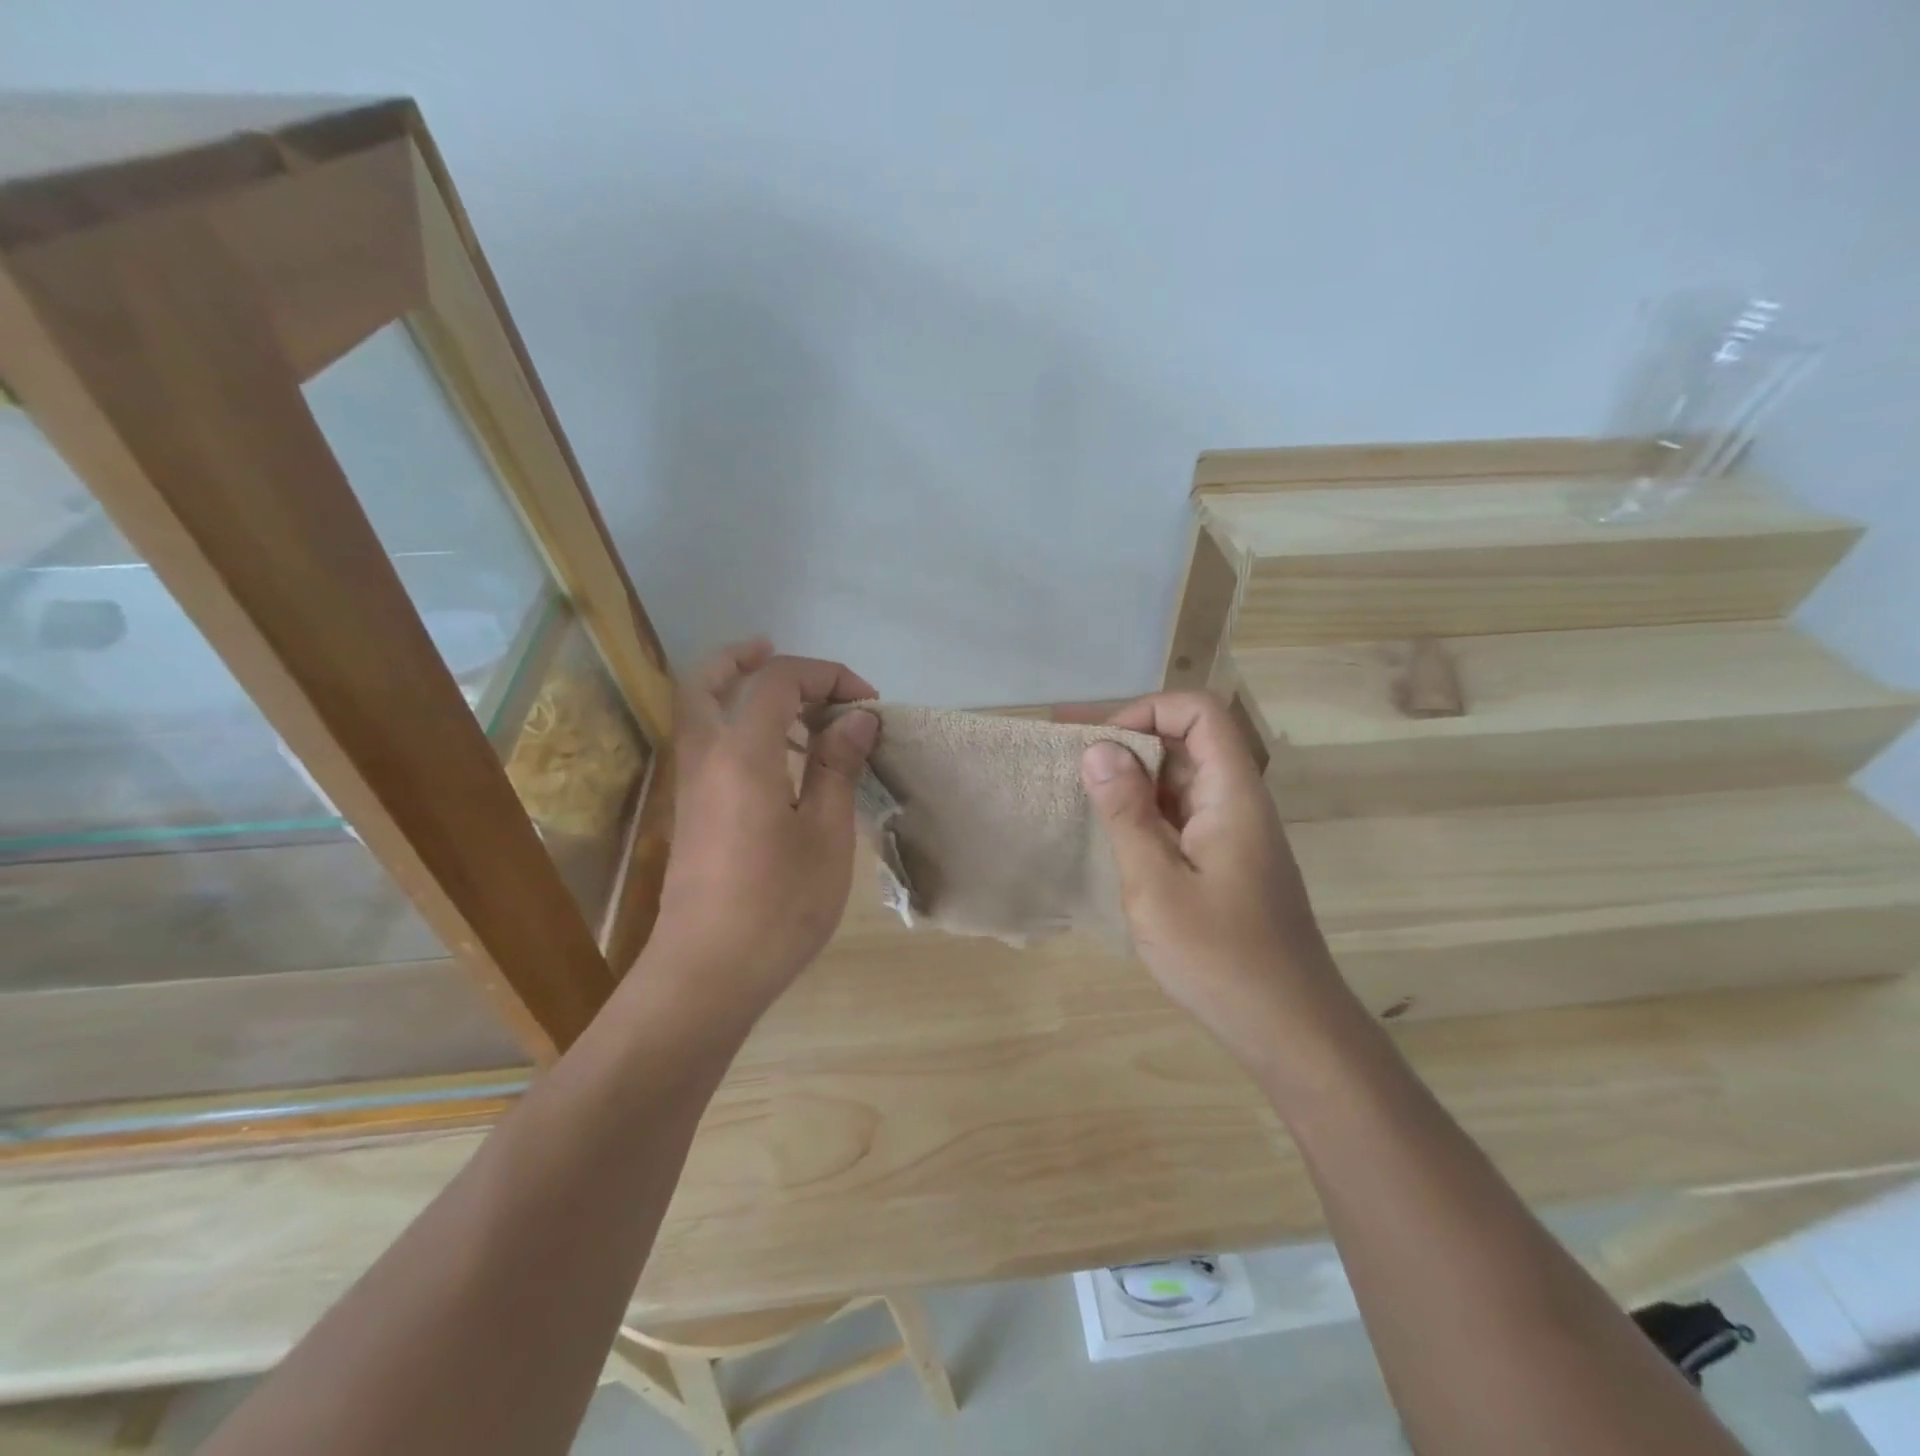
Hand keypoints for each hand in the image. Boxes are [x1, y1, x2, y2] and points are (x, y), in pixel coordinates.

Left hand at [645, 639, 878, 1018]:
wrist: (707, 974)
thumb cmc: (778, 905)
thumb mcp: (826, 834)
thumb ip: (838, 767)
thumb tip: (856, 719)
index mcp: (743, 753)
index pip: (778, 680)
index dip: (826, 676)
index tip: (867, 705)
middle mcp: (706, 757)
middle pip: (706, 679)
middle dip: (744, 657)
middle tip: (778, 652)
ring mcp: (691, 786)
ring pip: (700, 711)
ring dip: (738, 691)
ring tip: (792, 705)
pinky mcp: (692, 813)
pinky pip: (708, 744)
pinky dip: (736, 726)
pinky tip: (778, 756)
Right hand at [1080, 692, 1351, 1069]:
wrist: (1288, 1029)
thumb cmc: (1220, 957)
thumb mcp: (1156, 884)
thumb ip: (1127, 813)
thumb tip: (1098, 749)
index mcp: (1233, 795)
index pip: (1200, 712)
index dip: (1147, 712)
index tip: (1101, 745)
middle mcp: (1238, 802)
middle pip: (1188, 740)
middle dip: (1128, 739)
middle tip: (1068, 755)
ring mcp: (1234, 833)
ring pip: (1182, 778)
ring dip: (1133, 777)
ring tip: (1077, 789)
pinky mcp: (1225, 861)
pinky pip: (1182, 814)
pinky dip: (1144, 811)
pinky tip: (1109, 831)